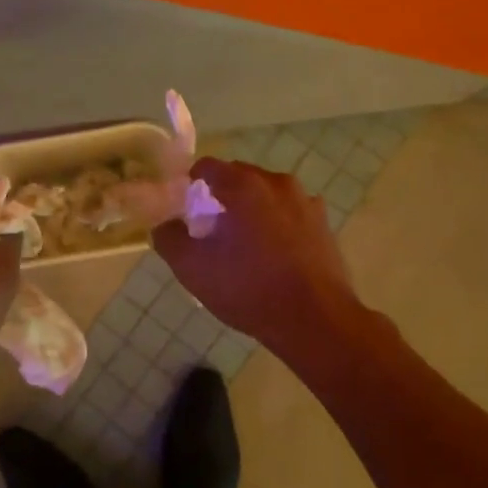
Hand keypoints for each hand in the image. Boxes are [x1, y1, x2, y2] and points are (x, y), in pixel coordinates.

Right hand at [153, 158, 362, 350]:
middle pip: (239, 177)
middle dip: (222, 196)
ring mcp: (306, 202)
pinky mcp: (324, 224)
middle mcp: (277, 183)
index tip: (185, 208)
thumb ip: (169, 239)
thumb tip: (164, 225)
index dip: (191, 182)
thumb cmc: (248, 289)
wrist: (316, 321)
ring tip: (243, 244)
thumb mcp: (193, 268)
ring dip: (252, 209)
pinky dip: (277, 224)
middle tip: (210, 228)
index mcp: (244, 186)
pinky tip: (273, 255)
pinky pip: (290, 213)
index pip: (208, 166)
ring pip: (267, 195)